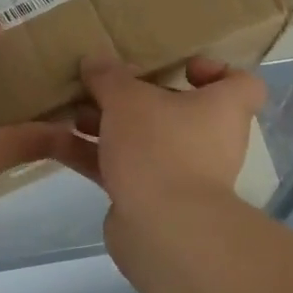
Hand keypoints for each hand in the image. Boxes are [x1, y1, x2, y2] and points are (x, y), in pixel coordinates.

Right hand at [67, 56, 265, 213]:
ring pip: (139, 139)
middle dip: (132, 98)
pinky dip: (90, 155)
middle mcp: (208, 140)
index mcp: (222, 109)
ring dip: (102, 125)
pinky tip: (50, 143)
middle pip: (175, 111)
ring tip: (66, 111)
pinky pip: (119, 167)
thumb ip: (109, 76)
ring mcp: (179, 173)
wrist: (163, 231)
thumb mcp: (128, 98)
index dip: (215, 72)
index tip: (182, 68)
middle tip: (102, 86)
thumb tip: (95, 61)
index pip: (241, 84)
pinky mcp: (149, 199)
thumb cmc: (161, 146)